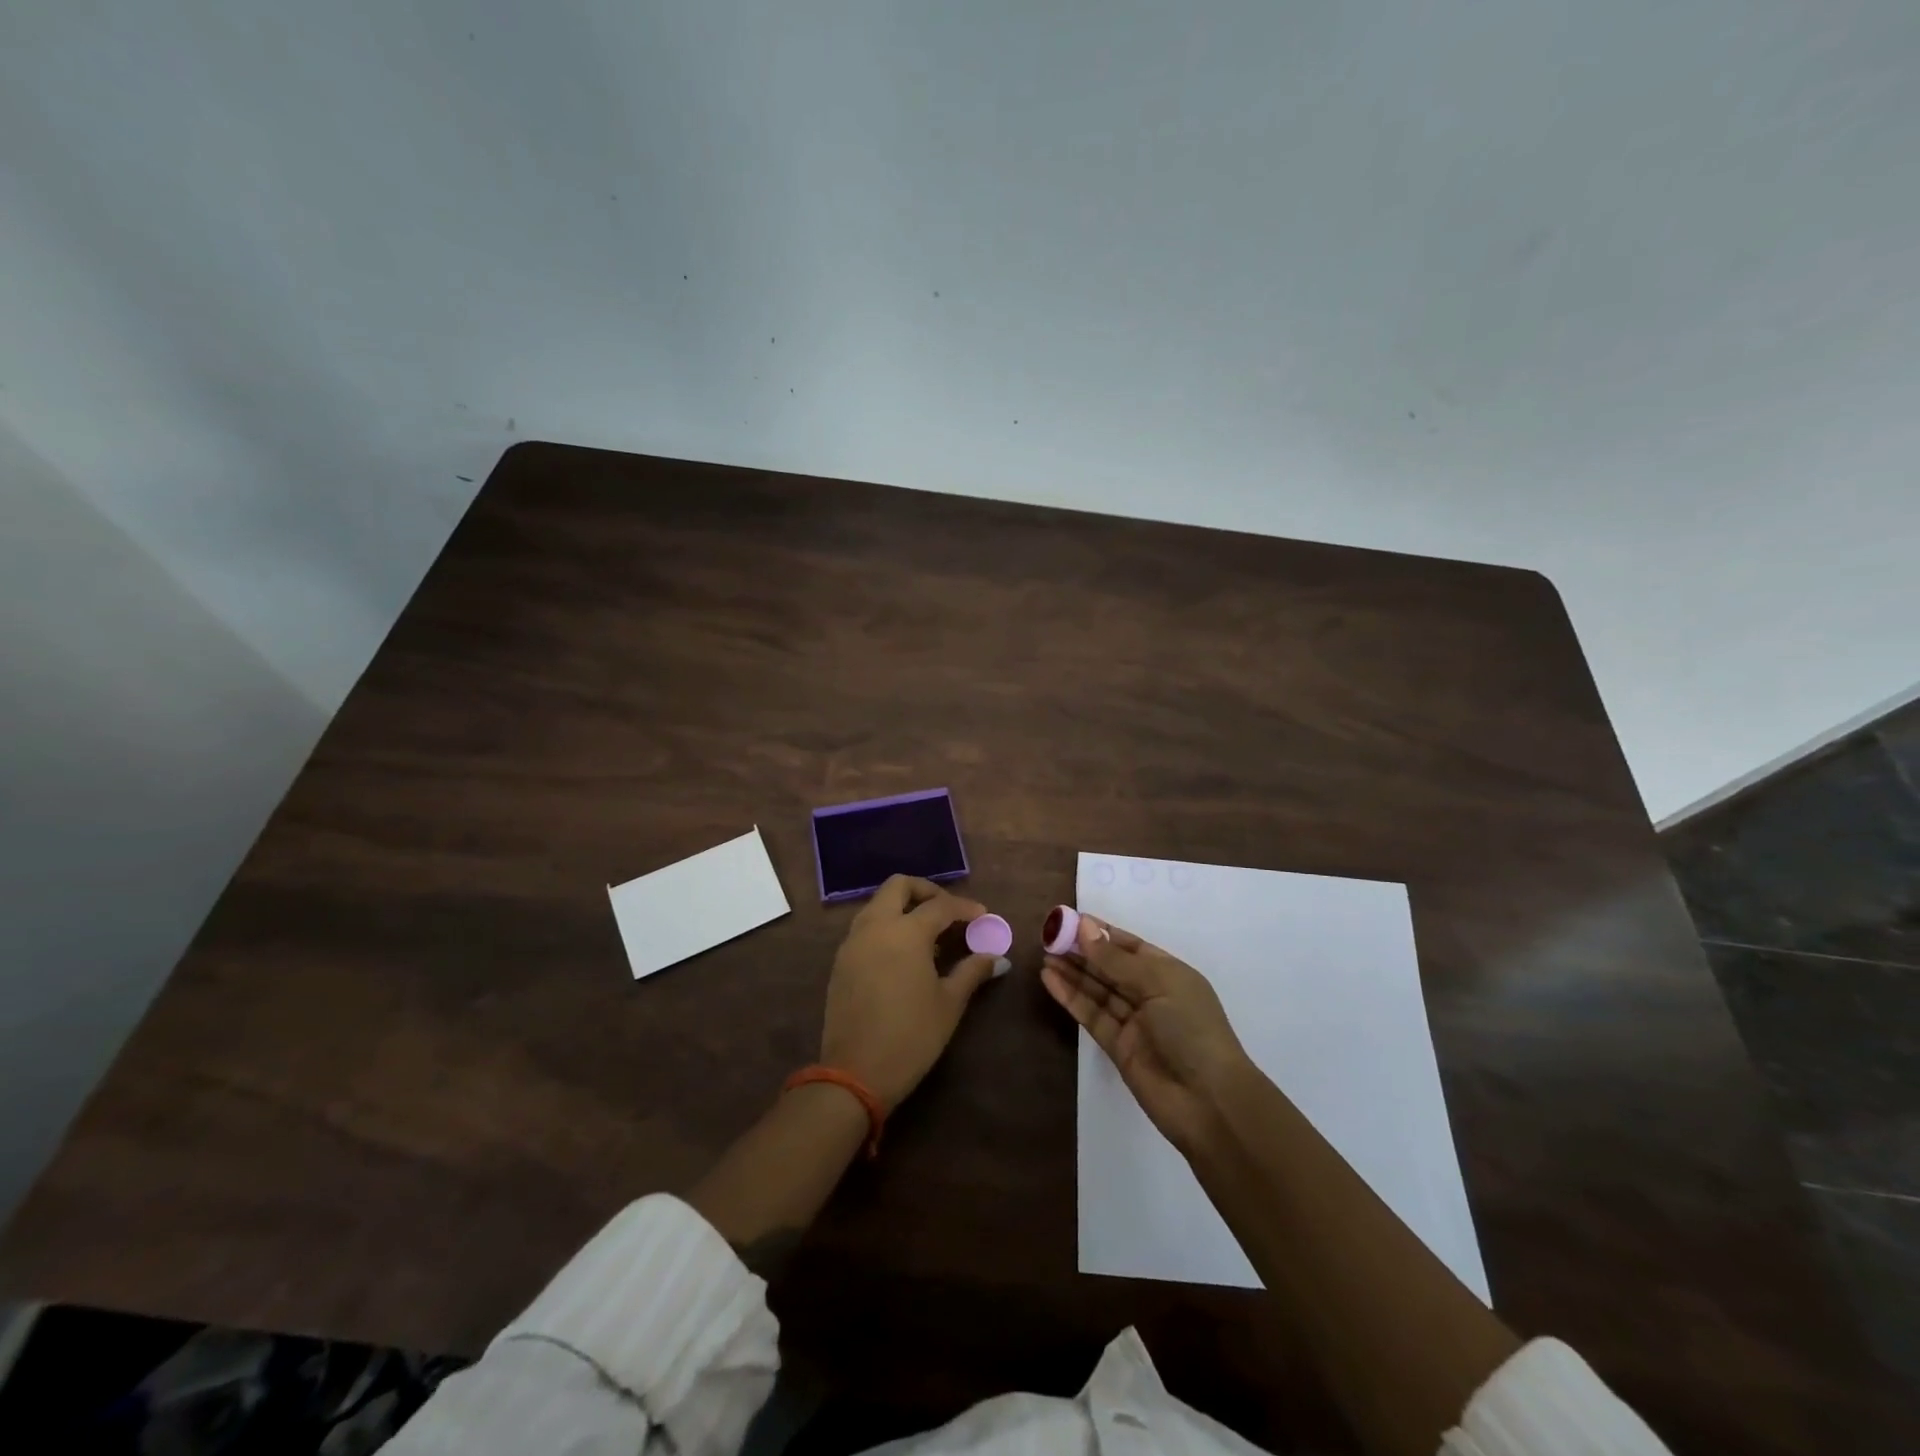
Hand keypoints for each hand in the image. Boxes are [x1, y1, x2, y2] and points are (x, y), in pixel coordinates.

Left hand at [821, 875, 999, 1108]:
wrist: (855, 1073)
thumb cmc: (911, 1036)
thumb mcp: (949, 1003)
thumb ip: (972, 971)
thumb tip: (995, 956)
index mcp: (905, 932)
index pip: (940, 905)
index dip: (965, 908)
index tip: (983, 916)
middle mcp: (875, 926)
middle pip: (899, 886)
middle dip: (927, 891)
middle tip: (949, 912)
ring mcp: (853, 942)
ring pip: (878, 904)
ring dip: (904, 907)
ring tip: (929, 935)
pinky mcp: (841, 961)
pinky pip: (866, 927)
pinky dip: (887, 926)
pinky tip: (905, 954)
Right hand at [1042, 915, 1251, 1152]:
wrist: (1209, 1102)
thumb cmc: (1192, 1030)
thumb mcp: (1158, 984)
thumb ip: (1115, 960)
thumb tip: (1084, 927)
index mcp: (1169, 973)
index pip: (1130, 946)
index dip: (1102, 932)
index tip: (1071, 920)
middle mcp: (1151, 994)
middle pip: (1110, 967)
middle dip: (1082, 951)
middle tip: (1049, 936)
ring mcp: (1133, 1021)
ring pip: (1097, 989)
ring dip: (1072, 971)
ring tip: (1044, 955)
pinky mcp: (1116, 1046)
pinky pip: (1090, 1014)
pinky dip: (1070, 996)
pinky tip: (1050, 979)